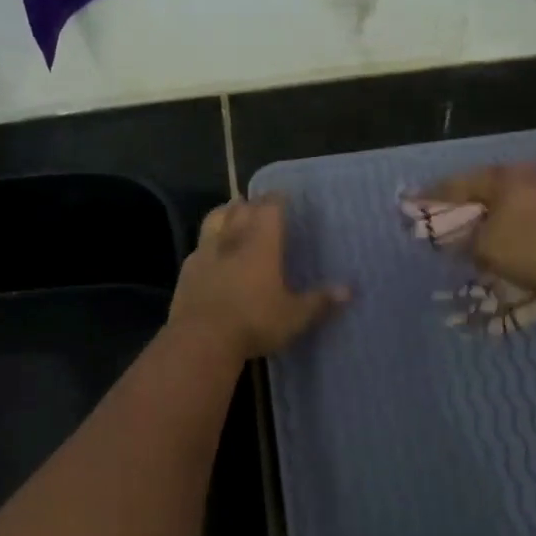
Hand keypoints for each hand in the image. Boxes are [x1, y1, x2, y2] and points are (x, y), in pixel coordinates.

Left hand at [169, 195, 347, 358]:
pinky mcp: (186, 270)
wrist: (201, 339)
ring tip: (232, 212)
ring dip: (224, 213)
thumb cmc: (254, 321)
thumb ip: (320, 302)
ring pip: (214, 220)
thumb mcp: (294, 316)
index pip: (270, 208)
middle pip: (240, 208)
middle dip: (251, 203)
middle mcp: (233, 239)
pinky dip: (207, 242)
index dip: (277, 199)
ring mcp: (206, 252)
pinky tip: (210, 251)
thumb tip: (349, 291)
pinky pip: (199, 247)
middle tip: (259, 204)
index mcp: (261, 243)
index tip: (283, 196)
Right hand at [423, 163, 535, 297]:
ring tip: (478, 237)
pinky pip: (534, 221)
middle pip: (485, 191)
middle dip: (464, 207)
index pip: (455, 184)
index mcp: (502, 177)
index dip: (430, 196)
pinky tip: (514, 246)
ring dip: (493, 221)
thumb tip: (458, 240)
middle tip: (445, 219)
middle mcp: (528, 176)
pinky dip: (517, 232)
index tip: (409, 202)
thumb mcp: (488, 249)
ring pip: (512, 206)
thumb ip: (465, 242)